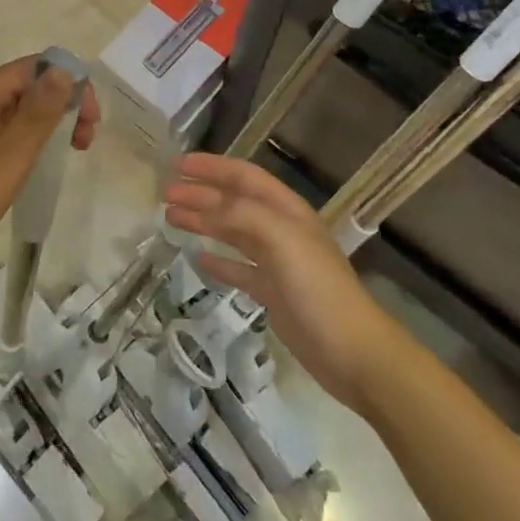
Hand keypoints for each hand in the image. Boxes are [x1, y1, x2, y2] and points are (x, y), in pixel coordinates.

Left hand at [0, 57, 99, 299]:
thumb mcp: (11, 153)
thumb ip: (40, 111)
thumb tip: (65, 70)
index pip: (36, 67)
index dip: (69, 83)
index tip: (91, 118)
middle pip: (31, 86)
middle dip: (64, 104)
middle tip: (87, 138)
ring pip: (24, 110)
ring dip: (53, 123)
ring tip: (76, 150)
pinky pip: (12, 131)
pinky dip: (36, 139)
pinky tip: (49, 160)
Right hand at [165, 153, 385, 407]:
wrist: (354, 354)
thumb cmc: (318, 289)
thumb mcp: (282, 240)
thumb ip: (243, 215)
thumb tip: (205, 204)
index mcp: (287, 210)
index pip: (243, 176)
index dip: (211, 167)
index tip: (177, 165)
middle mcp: (281, 230)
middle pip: (234, 203)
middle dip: (200, 194)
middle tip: (165, 195)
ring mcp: (277, 263)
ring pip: (232, 233)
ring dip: (203, 221)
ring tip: (171, 219)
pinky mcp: (273, 294)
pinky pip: (239, 269)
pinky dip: (218, 260)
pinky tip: (197, 258)